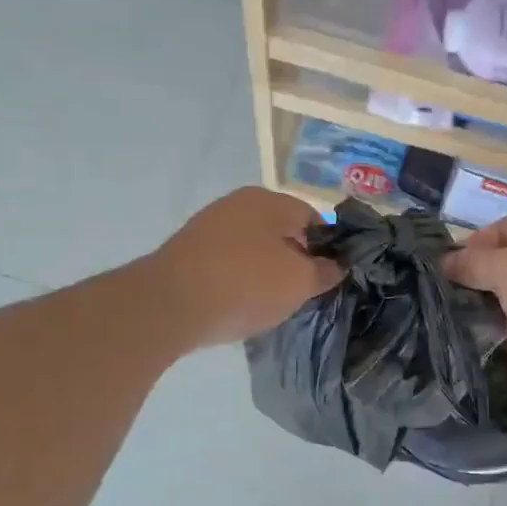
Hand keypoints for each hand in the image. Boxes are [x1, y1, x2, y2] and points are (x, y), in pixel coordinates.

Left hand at [149, 187, 342, 349]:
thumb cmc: (246, 285)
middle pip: (281, 232)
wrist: (171, 305)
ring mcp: (209, 225)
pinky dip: (238, 280)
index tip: (328, 279)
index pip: (314, 219)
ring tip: (270, 304)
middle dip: (295, 261)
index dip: (328, 249)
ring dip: (265, 272)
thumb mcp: (300, 282)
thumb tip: (336, 265)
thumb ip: (325, 271)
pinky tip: (239, 304)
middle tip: (301, 293)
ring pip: (253, 248)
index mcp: (270, 200)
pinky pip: (227, 263)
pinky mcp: (188, 251)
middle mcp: (238, 203)